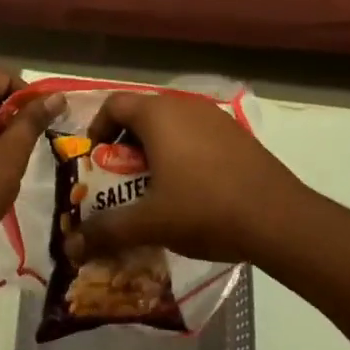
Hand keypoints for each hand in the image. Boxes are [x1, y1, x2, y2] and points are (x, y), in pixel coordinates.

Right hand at [74, 91, 303, 264]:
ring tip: (155, 188)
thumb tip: (71, 245)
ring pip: (171, 124)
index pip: (114, 105)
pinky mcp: (236, 134)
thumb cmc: (204, 208)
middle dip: (126, 144)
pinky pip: (197, 134)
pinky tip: (192, 189)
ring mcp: (214, 116)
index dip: (97, 129)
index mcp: (157, 114)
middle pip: (142, 113)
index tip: (94, 161)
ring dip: (156, 149)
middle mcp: (183, 104)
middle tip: (121, 179)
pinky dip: (183, 152)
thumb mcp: (151, 222)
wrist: (278, 218)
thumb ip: (107, 230)